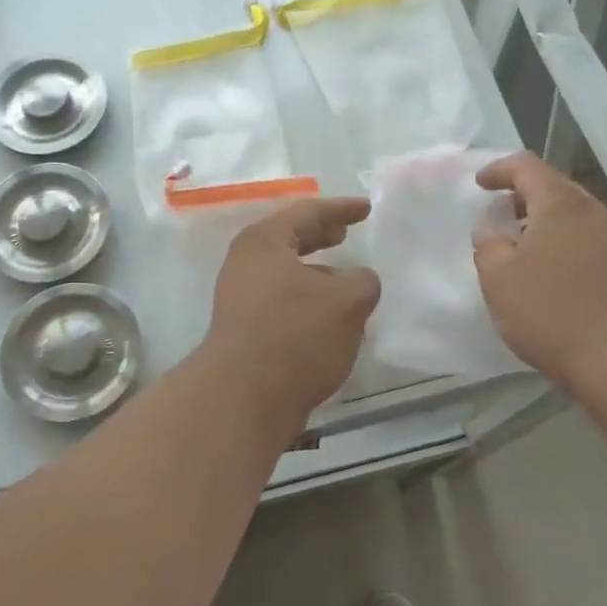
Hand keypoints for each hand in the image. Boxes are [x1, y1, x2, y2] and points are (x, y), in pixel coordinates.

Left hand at [202, 198, 380, 429]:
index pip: (307, 212)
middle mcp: (246, 264)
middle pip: (289, 240)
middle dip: (320, 236)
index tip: (366, 208)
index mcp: (265, 242)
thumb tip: (358, 280)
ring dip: (316, 273)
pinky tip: (329, 319)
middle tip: (346, 233)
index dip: (340, 209)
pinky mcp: (243, 331)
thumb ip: (362, 281)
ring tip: (345, 280)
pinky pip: (282, 302)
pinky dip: (307, 300)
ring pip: (285, 274)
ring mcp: (240, 298)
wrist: (244, 396)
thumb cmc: (296, 334)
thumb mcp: (346, 301)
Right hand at [472, 153, 606, 385]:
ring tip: (514, 243)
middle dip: (520, 194)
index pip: (526, 166)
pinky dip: (556, 238)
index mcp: (560, 203)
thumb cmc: (549, 310)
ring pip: (568, 211)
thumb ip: (487, 243)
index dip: (498, 169)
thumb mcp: (498, 277)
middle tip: (495, 214)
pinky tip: (541, 266)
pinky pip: (580, 234)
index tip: (478, 185)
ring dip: (539, 218)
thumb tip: (492, 230)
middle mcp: (590, 210)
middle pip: (552, 185)